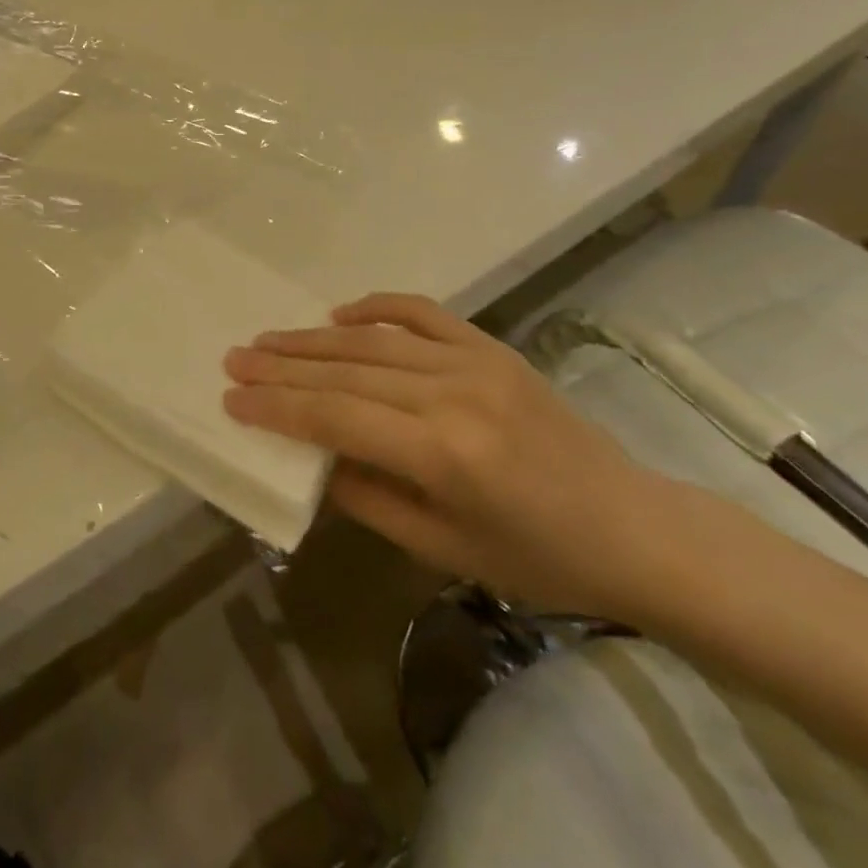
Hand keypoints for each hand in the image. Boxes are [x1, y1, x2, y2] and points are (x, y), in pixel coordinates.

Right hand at [223, 293, 676, 617]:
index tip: (233, 399)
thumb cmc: (540, 559)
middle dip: (282, 367)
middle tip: (234, 359)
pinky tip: (338, 313)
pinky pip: (422, 313)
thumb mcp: (444, 550)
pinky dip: (376, 308)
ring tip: (267, 340)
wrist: (634, 527)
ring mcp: (474, 362)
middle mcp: (452, 395)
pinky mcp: (491, 348)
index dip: (278, 408)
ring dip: (313, 340)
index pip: (337, 418)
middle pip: (346, 372)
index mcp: (442, 454)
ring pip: (373, 341)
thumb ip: (370, 499)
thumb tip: (313, 459)